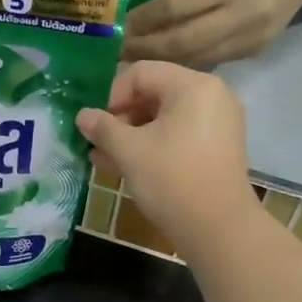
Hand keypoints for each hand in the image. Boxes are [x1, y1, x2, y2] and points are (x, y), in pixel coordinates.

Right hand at [75, 62, 256, 253]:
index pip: (141, 73)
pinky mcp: (219, 148)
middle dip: (121, 117)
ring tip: (105, 158)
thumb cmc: (171, 180)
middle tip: (98, 142)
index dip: (112, 95)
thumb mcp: (129, 151)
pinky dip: (155, 145)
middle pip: (155, 93)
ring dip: (133, 135)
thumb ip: (103, 128)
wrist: (218, 229)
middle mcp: (211, 96)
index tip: (97, 124)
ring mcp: (219, 123)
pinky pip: (180, 135)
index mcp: (192, 86)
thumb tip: (82, 115)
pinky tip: (128, 167)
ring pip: (165, 118)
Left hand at [124, 0, 301, 66]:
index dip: (145, 20)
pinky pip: (210, 63)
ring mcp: (250, 38)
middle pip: (183, 40)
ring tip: (134, 63)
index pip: (176, 7)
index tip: (121, 27)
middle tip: (119, 52)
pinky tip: (165, 66)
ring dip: (161, 62)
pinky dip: (184, 65)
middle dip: (146, 48)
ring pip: (194, 58)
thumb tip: (142, 21)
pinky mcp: (253, 54)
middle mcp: (242, 14)